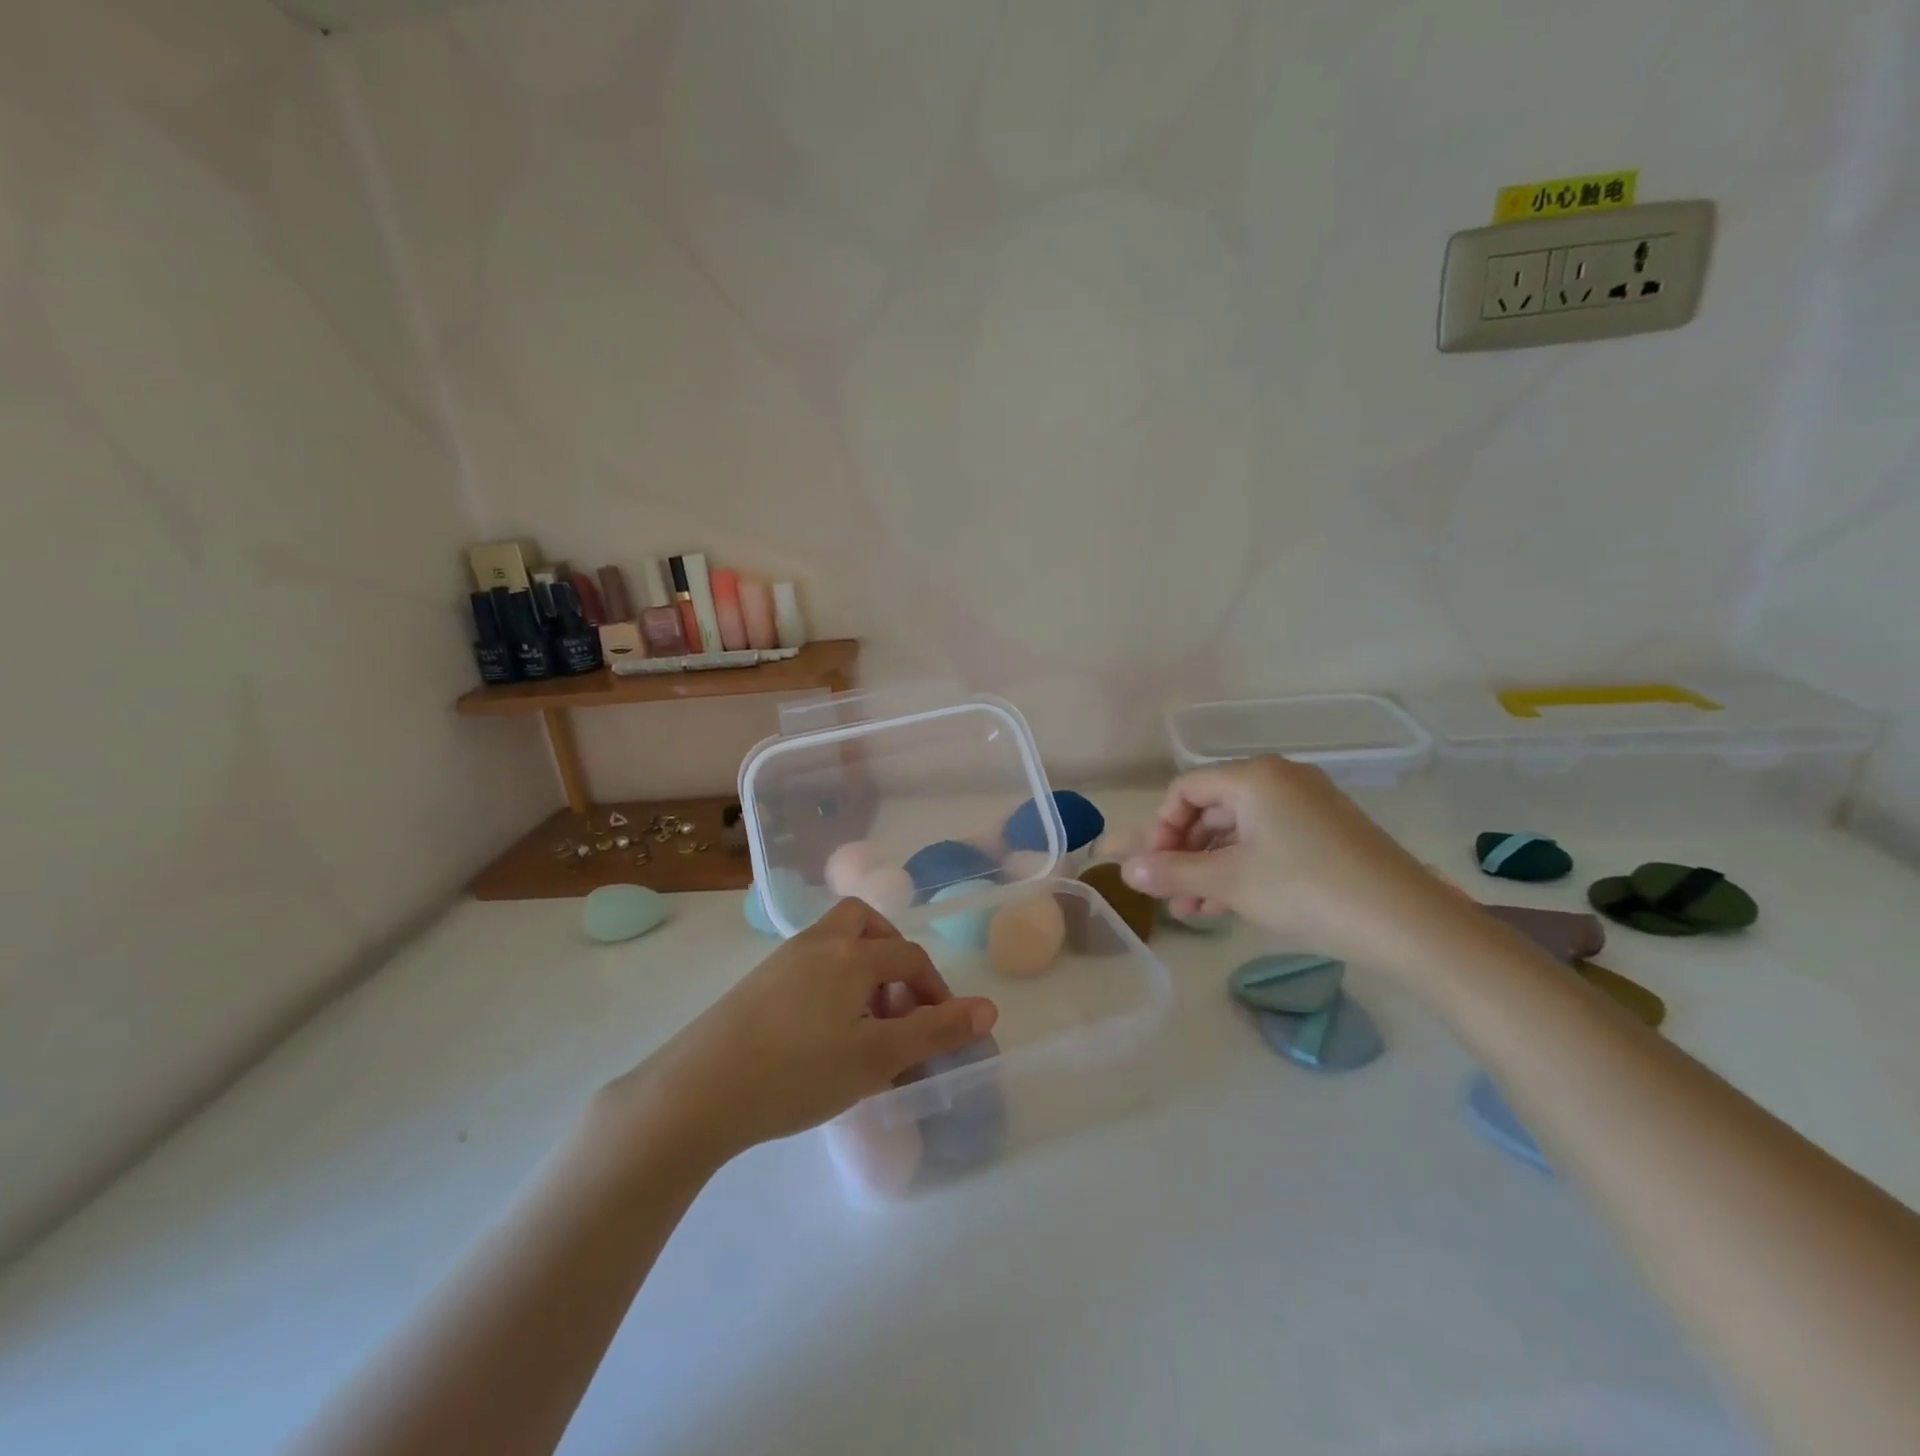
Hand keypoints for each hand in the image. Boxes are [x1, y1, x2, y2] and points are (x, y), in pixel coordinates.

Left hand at [600, 899, 997, 1168]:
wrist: (697, 1092)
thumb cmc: (797, 1072)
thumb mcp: (877, 1057)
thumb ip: (935, 1031)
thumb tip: (989, 1008)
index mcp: (851, 953)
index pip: (908, 956)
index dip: (935, 989)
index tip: (942, 1029)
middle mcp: (817, 943)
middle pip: (864, 923)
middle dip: (891, 954)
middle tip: (899, 1001)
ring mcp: (781, 960)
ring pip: (834, 945)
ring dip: (860, 972)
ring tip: (865, 1026)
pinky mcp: (755, 984)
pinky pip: (808, 968)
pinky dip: (831, 985)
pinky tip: (823, 1035)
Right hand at [1120, 756, 1460, 964]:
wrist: (1408, 924)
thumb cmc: (1307, 890)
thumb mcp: (1230, 882)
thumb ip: (1172, 872)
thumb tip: (1125, 870)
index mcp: (1255, 777)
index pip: (1185, 790)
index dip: (1160, 828)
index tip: (1154, 870)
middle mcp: (1281, 780)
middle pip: (1211, 809)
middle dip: (1183, 854)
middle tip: (1168, 894)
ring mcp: (1308, 806)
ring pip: (1239, 831)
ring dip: (1209, 868)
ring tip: (1191, 911)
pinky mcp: (1328, 834)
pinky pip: (1268, 842)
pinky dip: (1242, 869)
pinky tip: (1225, 906)